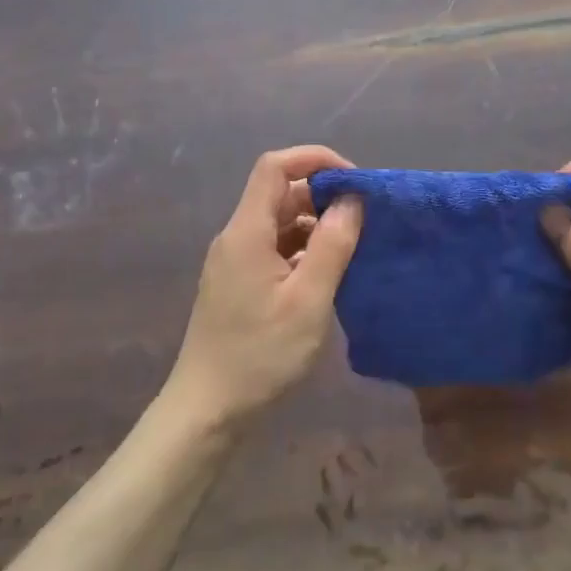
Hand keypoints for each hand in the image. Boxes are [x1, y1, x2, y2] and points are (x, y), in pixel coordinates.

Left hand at [164, 145, 363, 434]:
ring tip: (353, 248)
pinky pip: (274, 248)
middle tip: (363, 220)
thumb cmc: (260, 356)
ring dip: (315, 225)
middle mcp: (236, 237)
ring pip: (279, 222)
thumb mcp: (308, 301)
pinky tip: (327, 274)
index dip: (314, 159)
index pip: (275, 166)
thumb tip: (352, 199)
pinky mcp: (238, 284)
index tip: (354, 181)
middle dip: (322, 195)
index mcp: (247, 231)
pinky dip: (303, 250)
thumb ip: (332, 245)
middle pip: (279, 193)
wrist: (207, 411)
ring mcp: (235, 262)